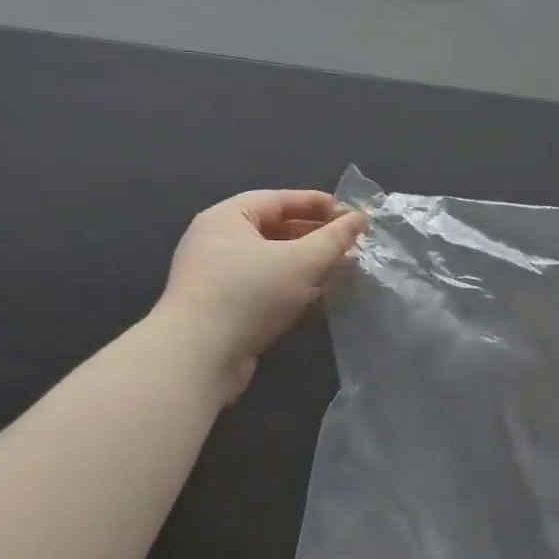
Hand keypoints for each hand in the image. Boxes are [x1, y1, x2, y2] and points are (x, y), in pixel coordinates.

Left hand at [152, 190, 365, 394]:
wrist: (197, 358)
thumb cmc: (249, 295)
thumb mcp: (302, 261)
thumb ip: (335, 239)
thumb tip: (360, 219)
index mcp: (228, 217)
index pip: (281, 200)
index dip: (320, 204)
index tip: (354, 216)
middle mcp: (219, 241)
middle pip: (277, 229)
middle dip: (318, 237)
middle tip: (353, 246)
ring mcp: (219, 275)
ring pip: (274, 260)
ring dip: (309, 265)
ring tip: (343, 271)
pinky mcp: (224, 306)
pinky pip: (266, 286)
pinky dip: (294, 287)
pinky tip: (320, 298)